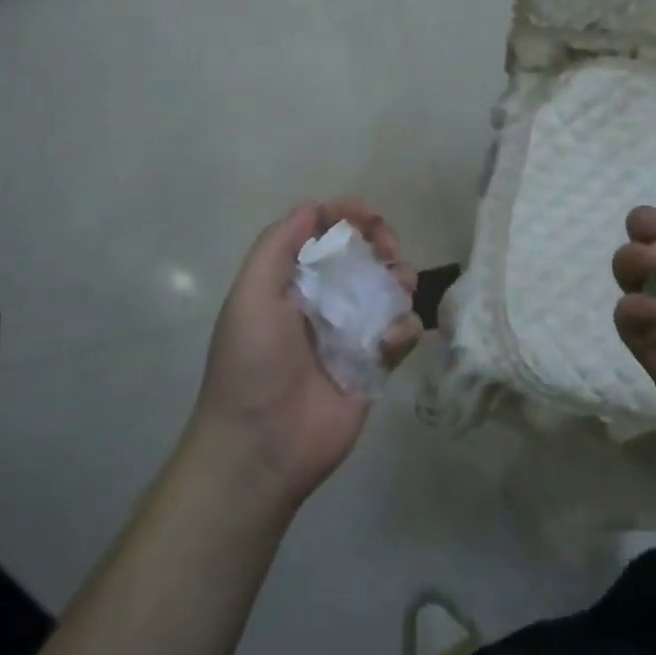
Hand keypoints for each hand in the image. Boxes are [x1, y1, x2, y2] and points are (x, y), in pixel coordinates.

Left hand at [187, 201, 421, 510]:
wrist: (261, 447)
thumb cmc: (252, 362)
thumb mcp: (251, 293)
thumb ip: (279, 244)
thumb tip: (315, 206)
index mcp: (290, 281)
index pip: (323, 233)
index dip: (347, 216)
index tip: (369, 217)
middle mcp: (322, 301)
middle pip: (362, 255)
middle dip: (380, 242)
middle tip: (389, 250)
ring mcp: (350, 333)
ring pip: (387, 289)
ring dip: (399, 278)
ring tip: (400, 287)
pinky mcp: (373, 366)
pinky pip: (400, 333)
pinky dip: (404, 327)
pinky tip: (392, 339)